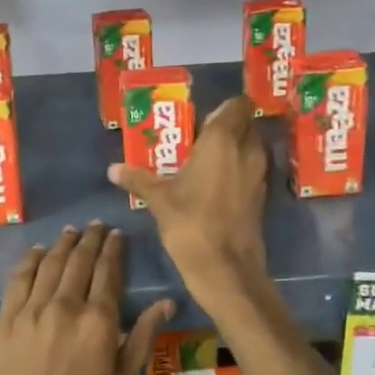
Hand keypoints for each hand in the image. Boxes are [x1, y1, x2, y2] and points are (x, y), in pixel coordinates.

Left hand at [0, 224, 172, 374]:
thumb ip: (140, 339)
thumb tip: (166, 302)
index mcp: (99, 322)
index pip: (109, 273)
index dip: (113, 250)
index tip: (117, 234)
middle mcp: (66, 306)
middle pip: (80, 262)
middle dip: (90, 240)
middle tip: (97, 227)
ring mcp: (32, 311)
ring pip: (50, 264)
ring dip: (63, 244)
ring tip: (72, 232)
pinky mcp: (6, 321)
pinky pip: (19, 279)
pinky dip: (30, 260)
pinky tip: (37, 251)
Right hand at [108, 95, 268, 296]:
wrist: (226, 269)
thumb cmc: (192, 223)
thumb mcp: (159, 199)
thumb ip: (138, 178)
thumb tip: (113, 169)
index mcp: (223, 139)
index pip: (238, 104)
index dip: (224, 107)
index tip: (201, 117)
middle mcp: (247, 150)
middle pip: (244, 124)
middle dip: (224, 126)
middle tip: (195, 138)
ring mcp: (258, 174)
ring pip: (249, 147)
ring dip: (232, 148)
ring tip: (201, 160)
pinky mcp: (261, 196)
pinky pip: (250, 170)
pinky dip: (237, 170)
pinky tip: (212, 184)